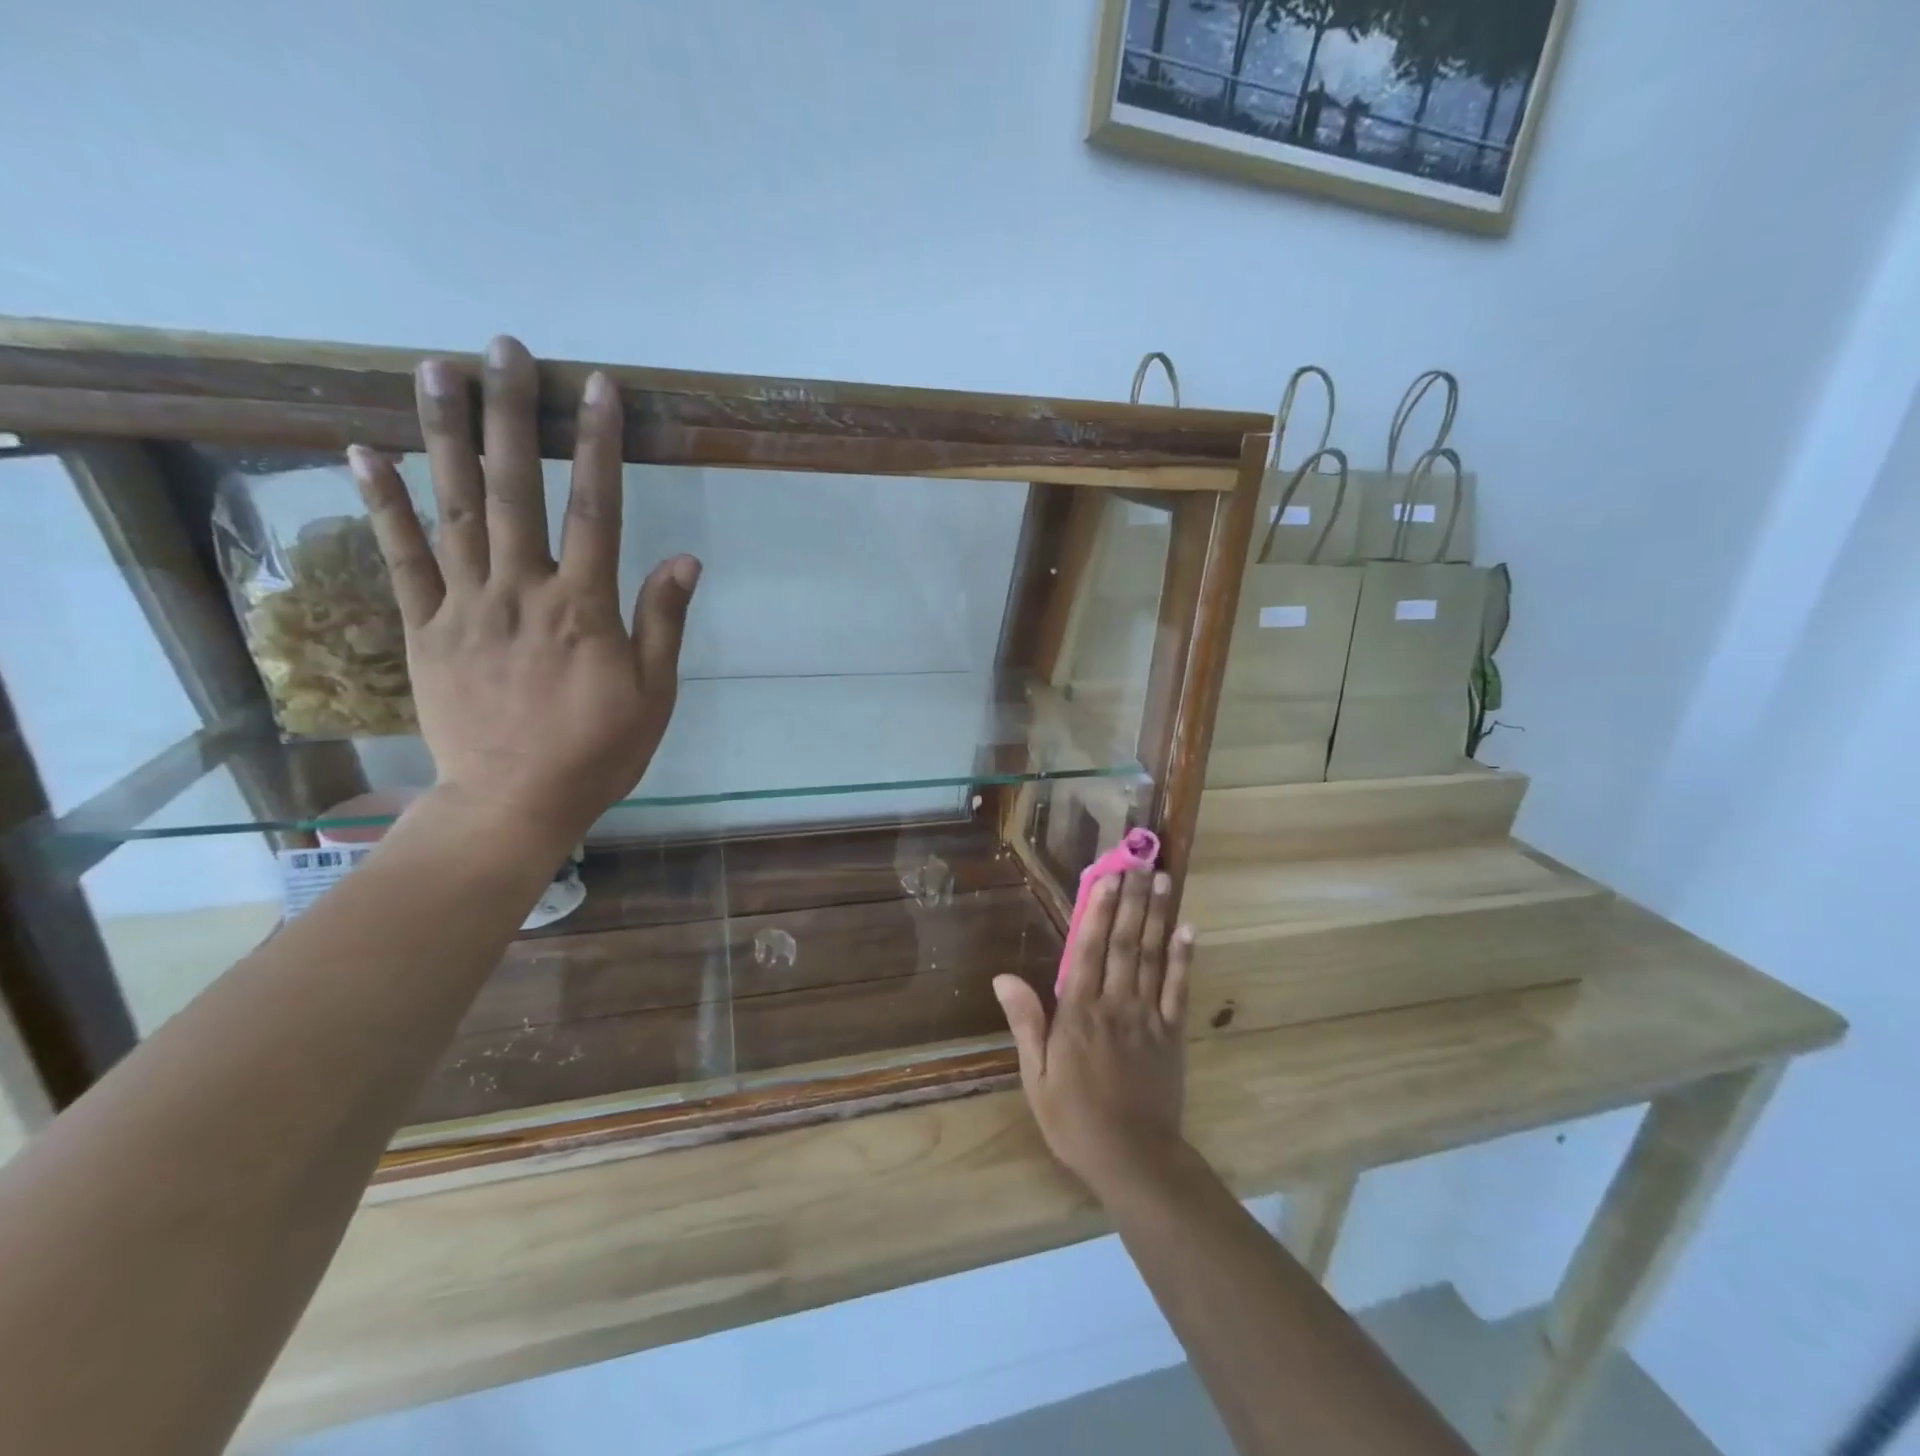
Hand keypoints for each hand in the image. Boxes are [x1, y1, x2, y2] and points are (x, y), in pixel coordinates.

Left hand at [347, 336, 698, 854]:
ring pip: (454, 508)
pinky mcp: (425, 629)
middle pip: (516, 489)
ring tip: (434, 369)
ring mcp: (466, 606)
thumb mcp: (653, 694)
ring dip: (444, 435)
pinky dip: (383, 504)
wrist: (514, 802)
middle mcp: (522, 591)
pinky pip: (402, 559)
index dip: (599, 445)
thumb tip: (685, 560)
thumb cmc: (598, 750)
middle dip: (512, 415)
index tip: (597, 388)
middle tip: (504, 349)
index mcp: (584, 608)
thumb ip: (663, 623)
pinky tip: (366, 452)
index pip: (596, 509)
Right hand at [994, 870, 1195, 1200]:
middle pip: (1123, 943)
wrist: (1133, 1158)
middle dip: (1129, 901)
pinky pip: (1178, 989)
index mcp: (1078, 1013)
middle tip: (1137, 864)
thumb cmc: (1074, 1118)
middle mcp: (1115, 1004)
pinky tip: (1188, 929)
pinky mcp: (1172, 1034)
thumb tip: (1004, 976)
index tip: (1106, 877)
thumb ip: (1026, 1022)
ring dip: (1157, 917)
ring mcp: (1147, 1017)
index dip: (1097, 910)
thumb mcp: (1036, 1076)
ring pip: (1152, 957)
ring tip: (1162, 881)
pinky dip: (1183, 958)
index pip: (1087, 950)